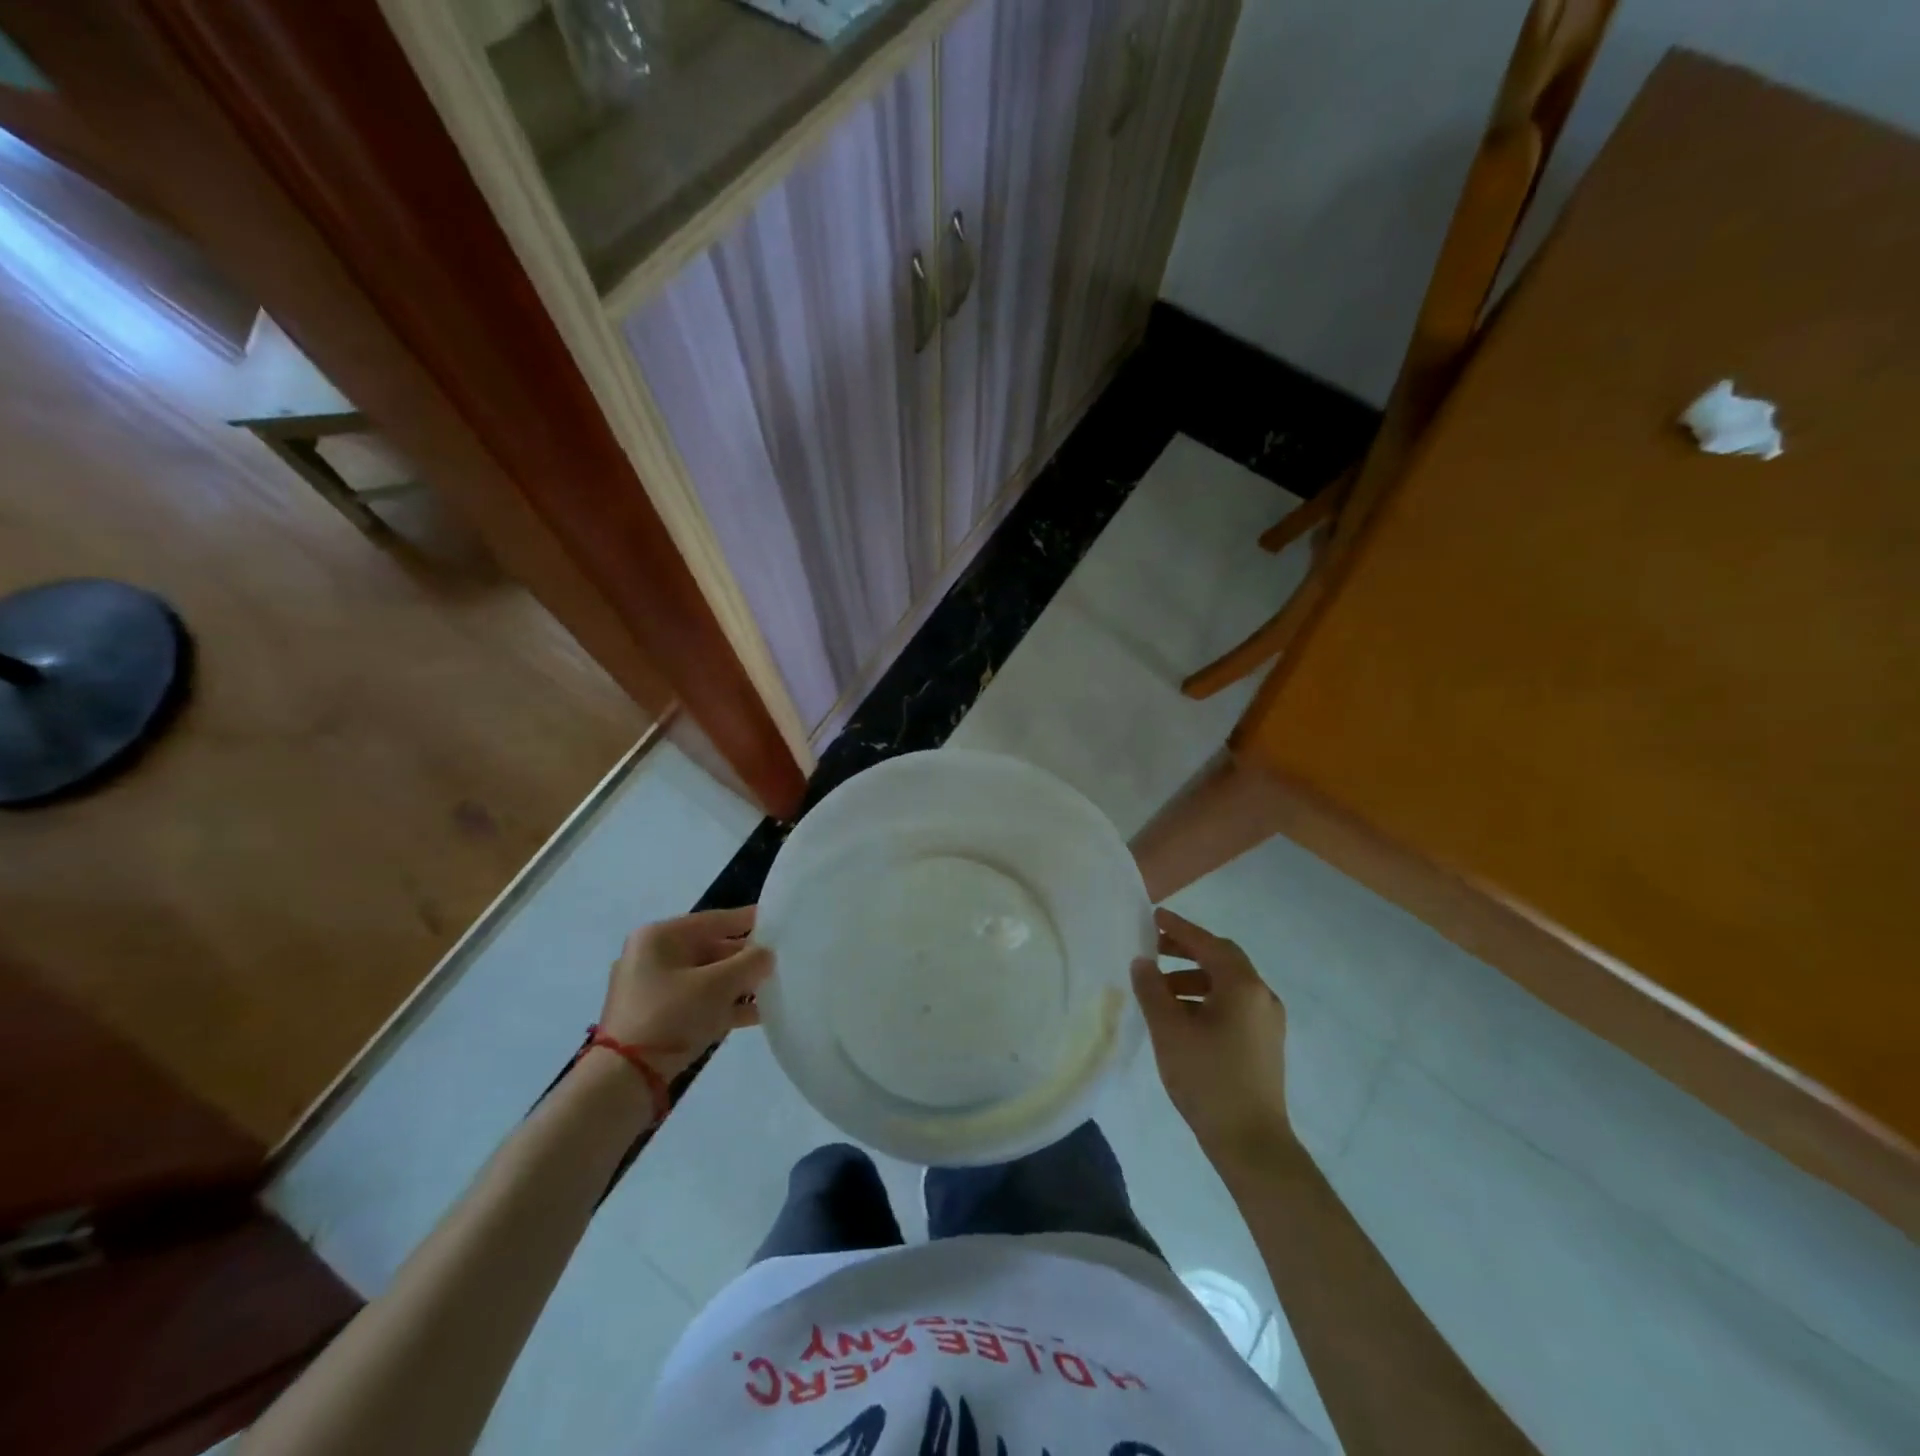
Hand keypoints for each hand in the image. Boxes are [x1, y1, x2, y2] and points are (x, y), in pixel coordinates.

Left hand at [598, 906, 772, 1080]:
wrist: (625, 1079)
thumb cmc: (672, 1016)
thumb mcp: (719, 985)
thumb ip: (750, 963)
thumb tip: (767, 955)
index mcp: (659, 937)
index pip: (714, 920)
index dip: (748, 919)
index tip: (778, 921)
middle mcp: (652, 956)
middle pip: (710, 949)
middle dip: (745, 958)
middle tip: (780, 961)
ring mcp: (651, 989)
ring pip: (705, 977)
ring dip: (737, 984)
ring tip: (773, 988)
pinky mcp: (654, 1018)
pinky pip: (697, 1001)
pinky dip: (723, 1005)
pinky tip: (755, 1014)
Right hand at [1130, 907, 1294, 1163]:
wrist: (1251, 1143)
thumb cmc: (1208, 1079)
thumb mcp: (1169, 1030)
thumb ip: (1152, 990)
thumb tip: (1142, 962)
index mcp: (1243, 986)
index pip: (1208, 943)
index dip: (1179, 928)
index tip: (1153, 916)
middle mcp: (1261, 996)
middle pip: (1222, 959)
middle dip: (1186, 950)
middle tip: (1153, 948)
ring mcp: (1267, 1021)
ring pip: (1226, 984)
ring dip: (1193, 977)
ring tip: (1159, 989)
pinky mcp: (1265, 1043)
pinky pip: (1232, 1005)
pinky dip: (1205, 999)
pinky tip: (1181, 1017)